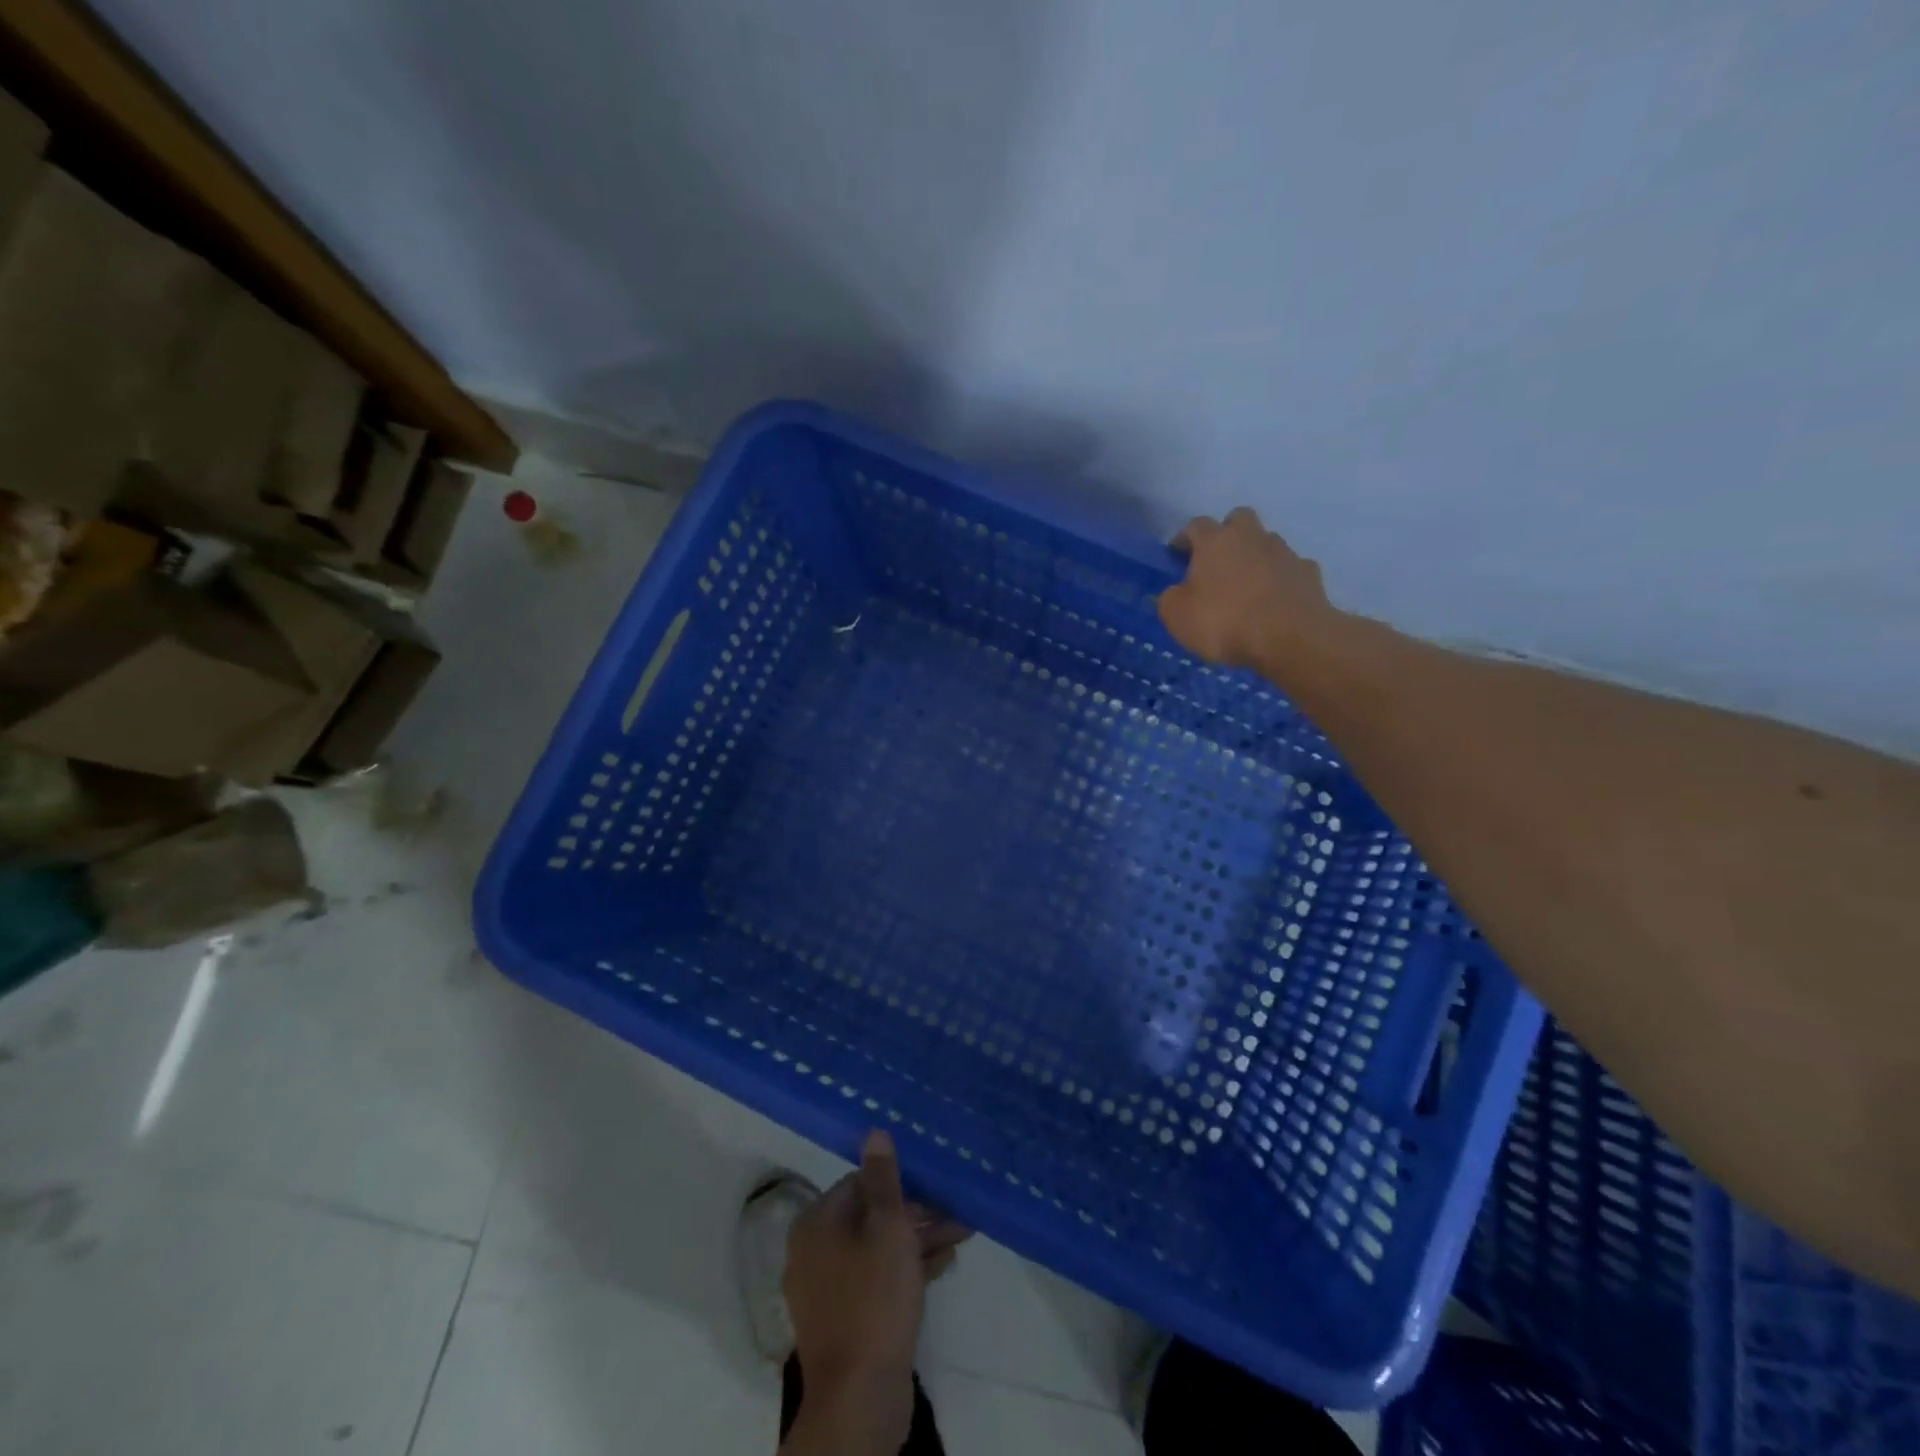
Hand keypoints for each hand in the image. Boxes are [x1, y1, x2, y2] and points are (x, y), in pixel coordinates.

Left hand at [782, 1131, 970, 1453]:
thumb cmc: (873, 1297)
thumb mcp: (887, 1226)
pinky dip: (907, 1270)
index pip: (859, 1183)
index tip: (934, 1185)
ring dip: (917, 1240)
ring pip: (877, 1250)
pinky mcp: (846, 1321)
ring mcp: (828, 1290)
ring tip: (960, 1235)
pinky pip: (878, 1280)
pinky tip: (944, 1264)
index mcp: (817, 1223)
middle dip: (915, 1213)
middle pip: (870, 1217)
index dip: (899, 1182)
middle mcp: (815, 1251)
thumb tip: (874, 1131)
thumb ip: (883, 1178)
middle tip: (955, 1212)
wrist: (859, 1398)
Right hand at [1159, 507, 1341, 671]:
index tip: (1178, 556)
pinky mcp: (1309, 573)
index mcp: (1215, 541)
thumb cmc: (1224, 622)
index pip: (1196, 525)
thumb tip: (1176, 592)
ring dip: (1256, 557)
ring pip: (1267, 543)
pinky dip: (1281, 580)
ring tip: (1248, 587)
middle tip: (1218, 561)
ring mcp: (1285, 553)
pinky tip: (1275, 602)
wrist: (1290, 638)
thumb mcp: (1177, 616)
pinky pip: (1290, 569)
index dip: (1184, 539)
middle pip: (1239, 519)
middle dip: (1227, 534)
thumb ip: (1171, 598)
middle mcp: (1252, 537)